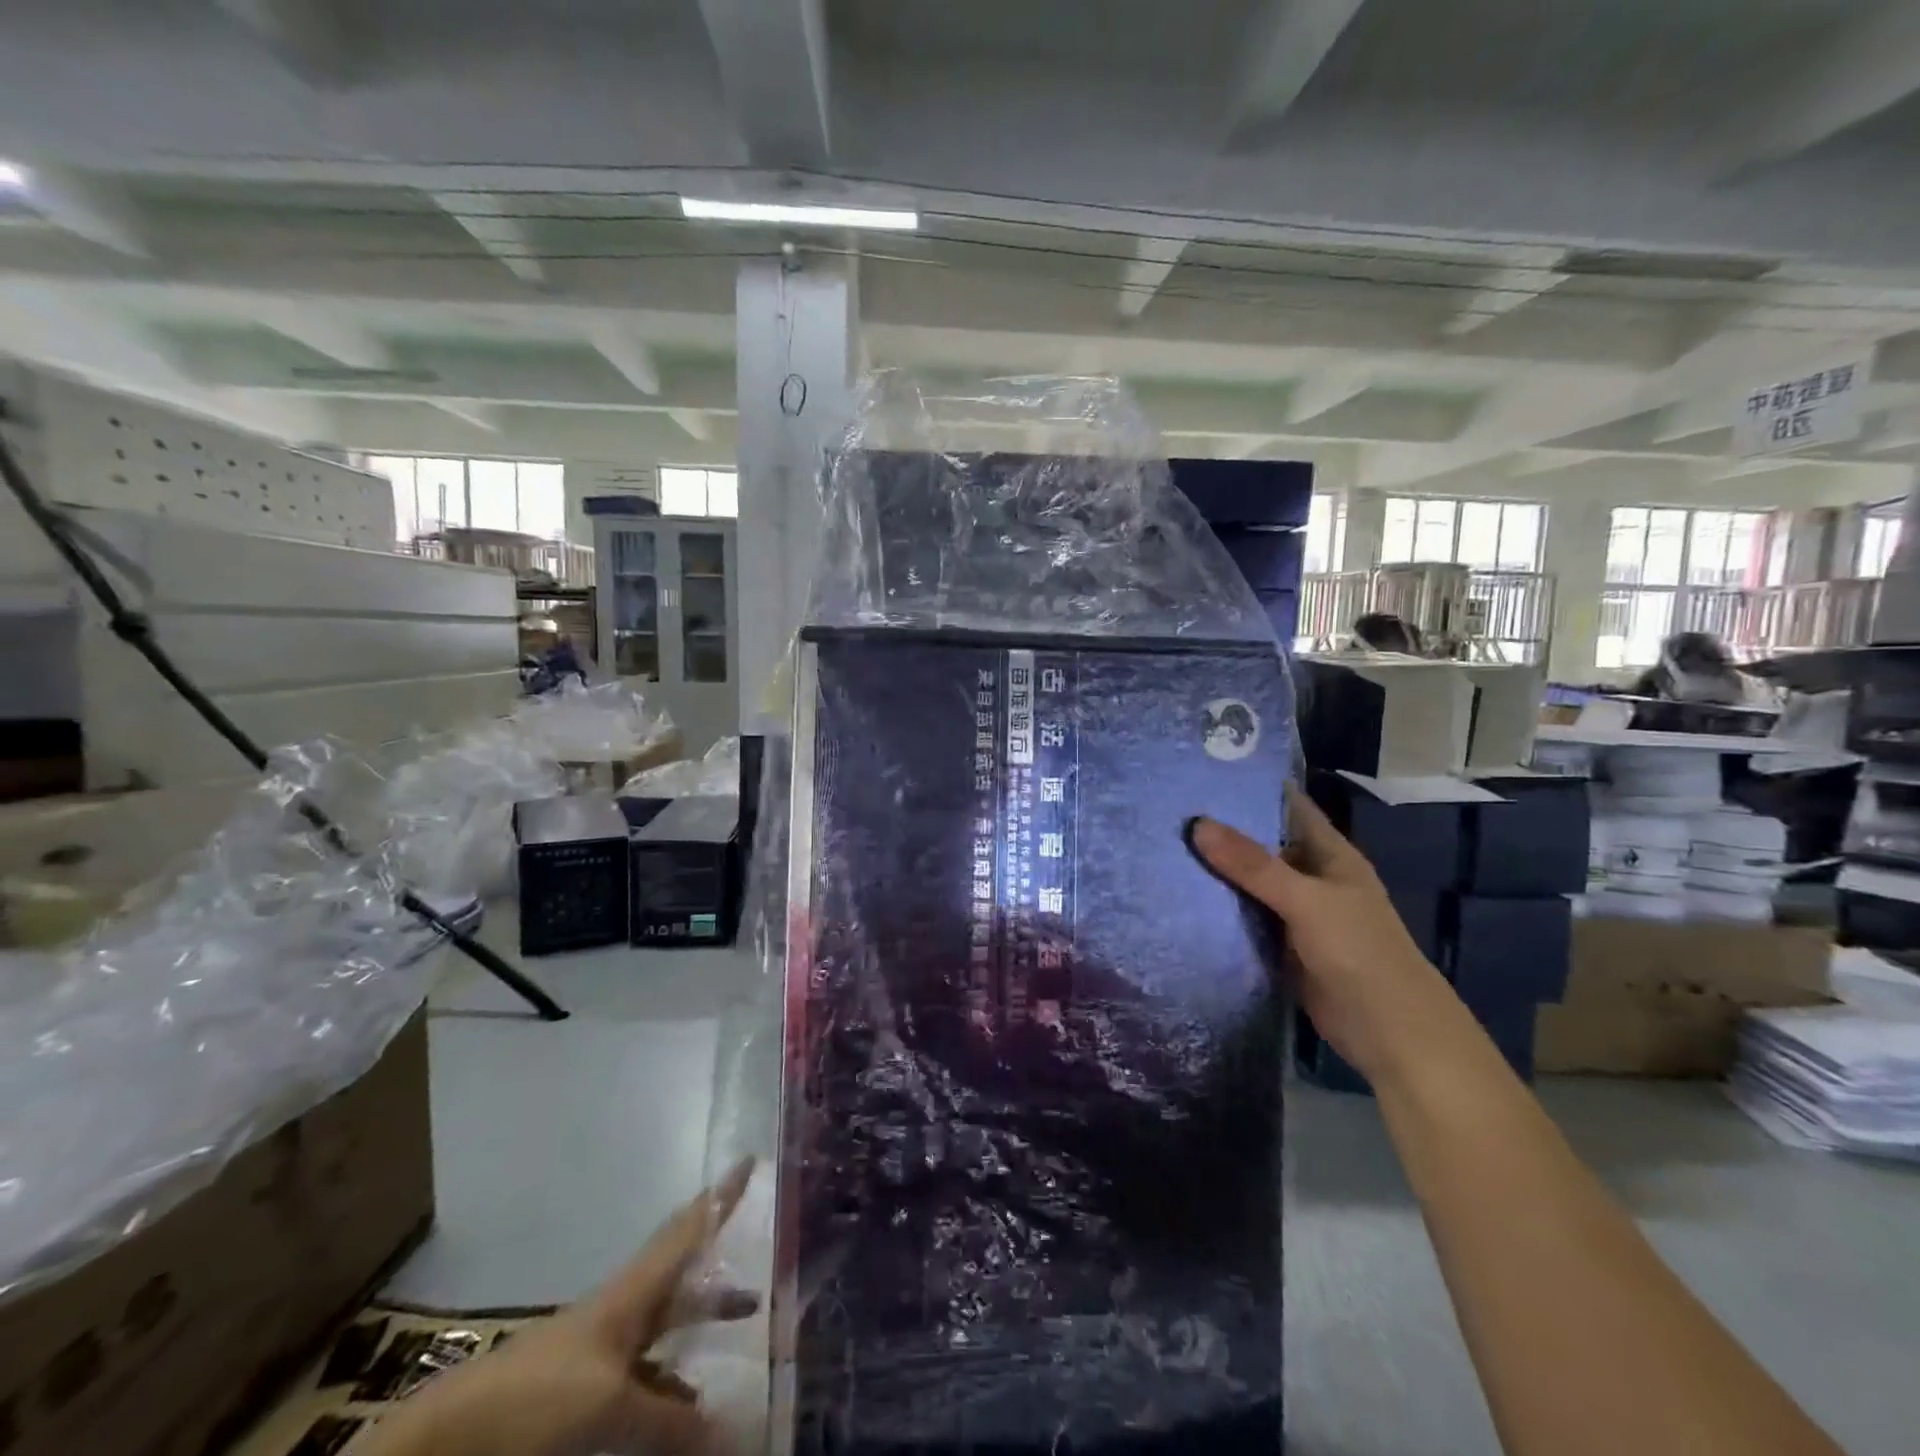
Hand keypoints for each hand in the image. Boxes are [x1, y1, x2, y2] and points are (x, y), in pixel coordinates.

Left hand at [350, 1159, 757, 1455]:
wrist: (446, 1443)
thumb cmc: (536, 1399)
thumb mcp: (609, 1408)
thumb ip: (669, 1419)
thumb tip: (734, 1429)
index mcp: (632, 1292)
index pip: (687, 1229)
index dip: (720, 1196)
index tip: (749, 1159)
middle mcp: (622, 1310)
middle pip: (681, 1280)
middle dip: (719, 1276)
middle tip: (761, 1283)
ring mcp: (600, 1350)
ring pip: (663, 1331)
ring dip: (697, 1336)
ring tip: (733, 1354)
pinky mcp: (581, 1391)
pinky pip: (643, 1376)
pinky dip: (671, 1384)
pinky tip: (686, 1408)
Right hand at [1191, 794, 1467, 1080]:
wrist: (1389, 1033)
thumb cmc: (1359, 952)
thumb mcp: (1305, 900)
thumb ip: (1253, 864)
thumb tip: (1197, 823)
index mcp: (1330, 855)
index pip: (1289, 807)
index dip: (1253, 788)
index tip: (1203, 772)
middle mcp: (1311, 877)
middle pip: (1263, 845)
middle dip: (1222, 830)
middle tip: (1167, 811)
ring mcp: (1296, 913)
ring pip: (1250, 883)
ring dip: (1216, 871)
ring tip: (1162, 847)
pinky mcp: (1281, 945)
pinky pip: (1245, 918)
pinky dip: (1220, 909)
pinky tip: (1180, 898)